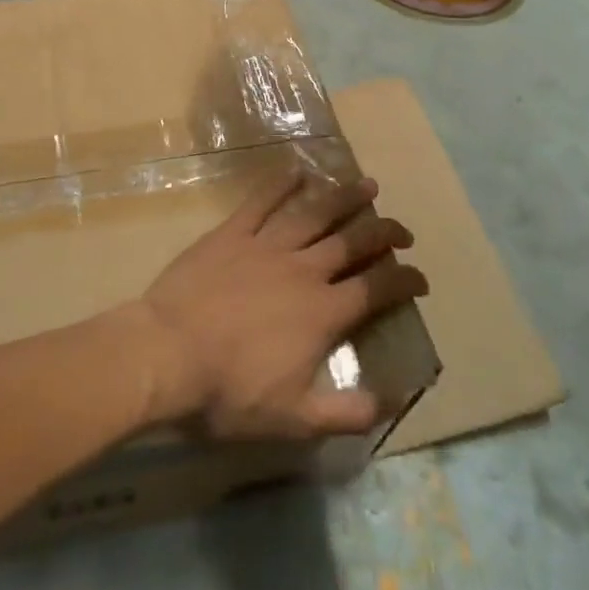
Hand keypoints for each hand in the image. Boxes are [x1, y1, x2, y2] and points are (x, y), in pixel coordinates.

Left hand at [136, 169, 427, 439]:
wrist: (167, 354)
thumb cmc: (230, 391)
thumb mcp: (295, 420)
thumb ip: (346, 412)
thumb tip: (390, 400)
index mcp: (323, 312)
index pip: (377, 289)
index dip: (405, 280)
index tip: (420, 278)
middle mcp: (302, 270)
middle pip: (352, 242)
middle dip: (383, 231)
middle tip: (402, 228)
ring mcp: (265, 246)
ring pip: (313, 213)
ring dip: (343, 197)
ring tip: (366, 184)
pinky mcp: (230, 234)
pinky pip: (260, 201)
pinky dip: (280, 183)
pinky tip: (296, 169)